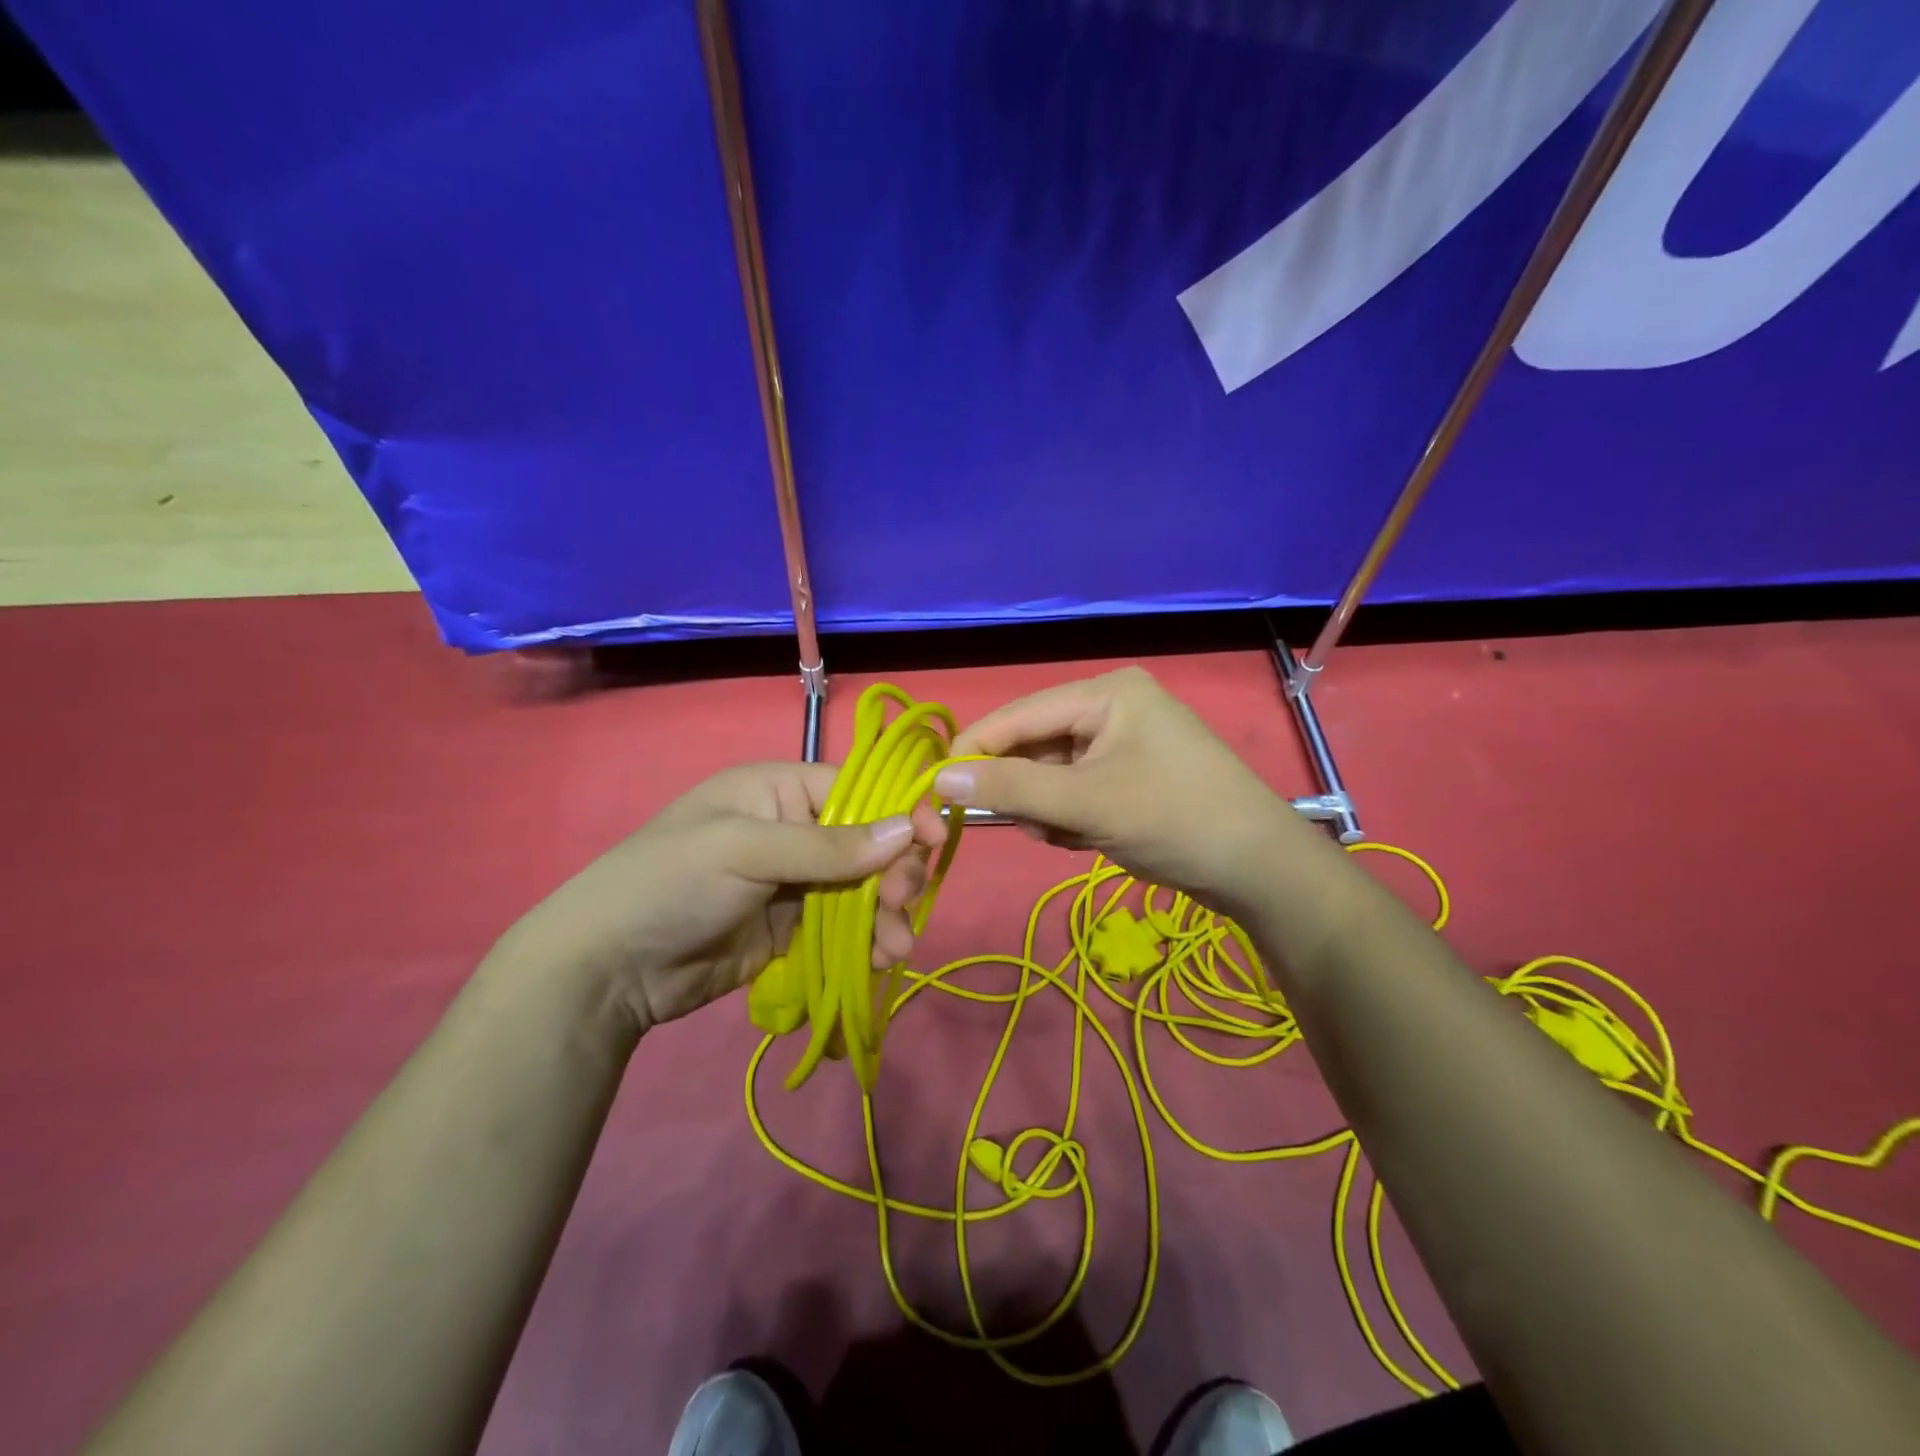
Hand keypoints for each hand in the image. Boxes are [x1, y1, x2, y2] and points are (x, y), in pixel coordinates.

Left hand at [500, 763, 946, 1033]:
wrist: (608, 968)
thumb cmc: (670, 882)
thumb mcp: (744, 850)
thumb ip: (828, 845)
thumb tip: (907, 831)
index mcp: (780, 790)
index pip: (858, 792)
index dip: (900, 813)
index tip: (935, 841)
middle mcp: (794, 829)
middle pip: (869, 842)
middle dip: (894, 871)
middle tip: (902, 903)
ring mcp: (795, 882)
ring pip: (863, 888)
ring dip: (886, 913)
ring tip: (894, 945)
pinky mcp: (793, 928)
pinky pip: (845, 927)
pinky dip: (867, 940)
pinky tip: (880, 958)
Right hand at [937, 667, 1316, 911]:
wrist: (1259, 870)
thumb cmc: (1174, 820)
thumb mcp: (1086, 804)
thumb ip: (1011, 788)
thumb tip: (939, 777)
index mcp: (1107, 692)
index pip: (1020, 713)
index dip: (976, 748)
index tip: (937, 786)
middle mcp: (1112, 707)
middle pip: (1036, 744)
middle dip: (1027, 791)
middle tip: (1034, 827)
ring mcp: (1124, 742)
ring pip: (1053, 774)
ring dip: (1049, 810)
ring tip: (1072, 836)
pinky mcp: (1131, 775)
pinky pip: (1076, 790)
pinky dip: (1071, 818)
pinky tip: (1090, 840)